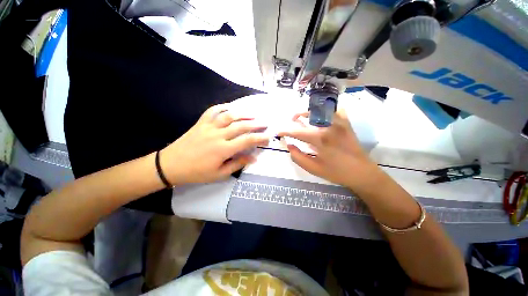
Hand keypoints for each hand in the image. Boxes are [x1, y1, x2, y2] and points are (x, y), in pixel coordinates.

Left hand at [160, 104, 269, 184]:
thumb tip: (253, 158)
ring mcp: (209, 127)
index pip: (247, 141)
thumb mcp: (219, 174)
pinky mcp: (201, 122)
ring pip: (229, 115)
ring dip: (243, 113)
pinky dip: (223, 107)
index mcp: (223, 149)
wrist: (171, 165)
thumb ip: (237, 164)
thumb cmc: (197, 172)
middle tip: (265, 123)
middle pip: (241, 126)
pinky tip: (231, 107)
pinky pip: (213, 110)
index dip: (259, 138)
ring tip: (253, 114)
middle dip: (256, 124)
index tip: (268, 136)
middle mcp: (218, 135)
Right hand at [278, 109, 380, 189]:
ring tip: (304, 116)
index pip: (297, 132)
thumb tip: (289, 145)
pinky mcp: (347, 123)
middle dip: (298, 115)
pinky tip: (323, 116)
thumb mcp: (313, 168)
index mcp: (320, 139)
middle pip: (310, 113)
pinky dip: (327, 110)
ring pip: (322, 109)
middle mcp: (329, 126)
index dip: (286, 131)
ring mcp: (340, 123)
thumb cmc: (336, 172)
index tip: (279, 132)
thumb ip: (298, 157)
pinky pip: (336, 110)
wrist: (362, 173)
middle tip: (292, 120)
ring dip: (310, 111)